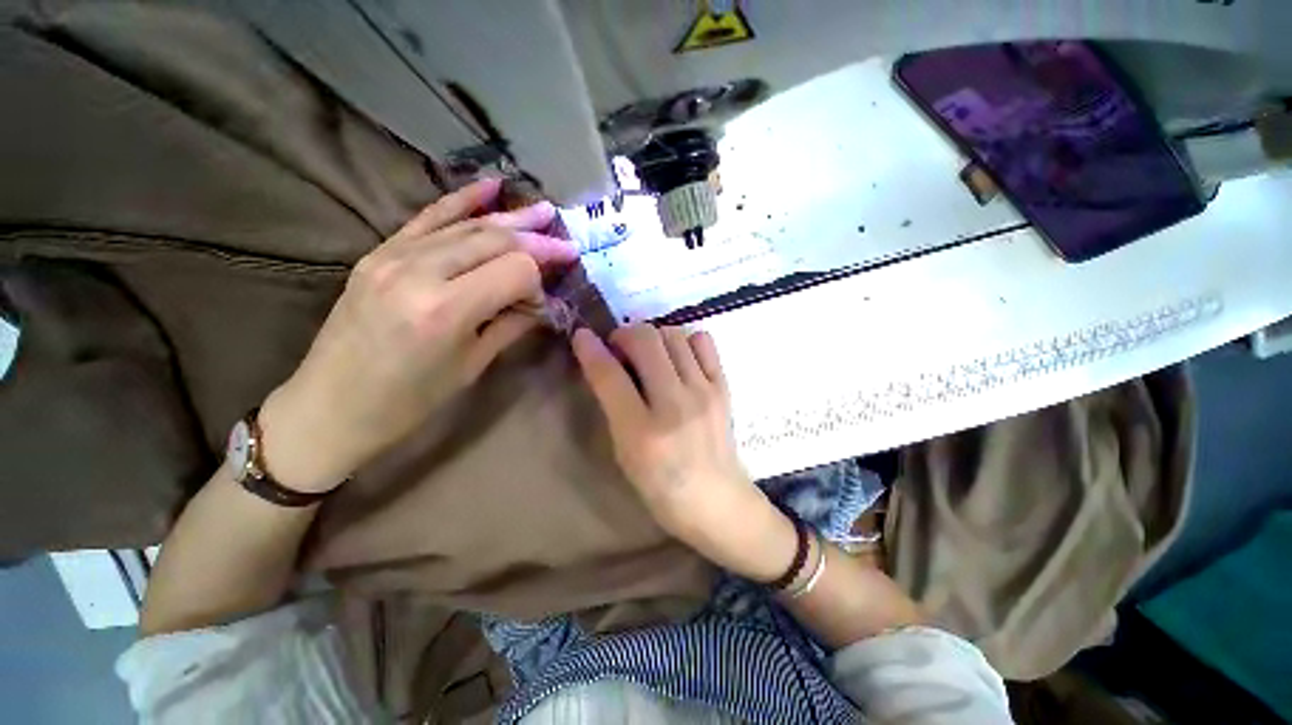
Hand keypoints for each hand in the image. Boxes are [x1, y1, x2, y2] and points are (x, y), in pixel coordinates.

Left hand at [258, 179, 576, 491]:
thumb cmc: (409, 402)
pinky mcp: (379, 253)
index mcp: (446, 309)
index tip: (542, 303)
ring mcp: (393, 256)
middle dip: (536, 242)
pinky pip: (428, 218)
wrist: (330, 409)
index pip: (515, 270)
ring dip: (511, 219)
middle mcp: (419, 271)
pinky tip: (491, 185)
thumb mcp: (471, 366)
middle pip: (495, 240)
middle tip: (567, 245)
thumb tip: (542, 302)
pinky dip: (462, 200)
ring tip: (545, 212)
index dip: (537, 283)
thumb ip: (511, 324)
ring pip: (468, 225)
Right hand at [572, 324, 796, 581]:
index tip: (582, 336)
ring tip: (649, 355)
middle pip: (645, 340)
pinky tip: (679, 359)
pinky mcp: (724, 387)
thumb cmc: (662, 486)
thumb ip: (613, 406)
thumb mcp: (625, 453)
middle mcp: (675, 405)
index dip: (590, 349)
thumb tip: (604, 362)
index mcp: (642, 432)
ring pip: (673, 334)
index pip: (610, 376)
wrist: (717, 500)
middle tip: (620, 350)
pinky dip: (685, 341)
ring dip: (653, 336)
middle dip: (624, 335)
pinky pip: (703, 341)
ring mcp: (704, 392)